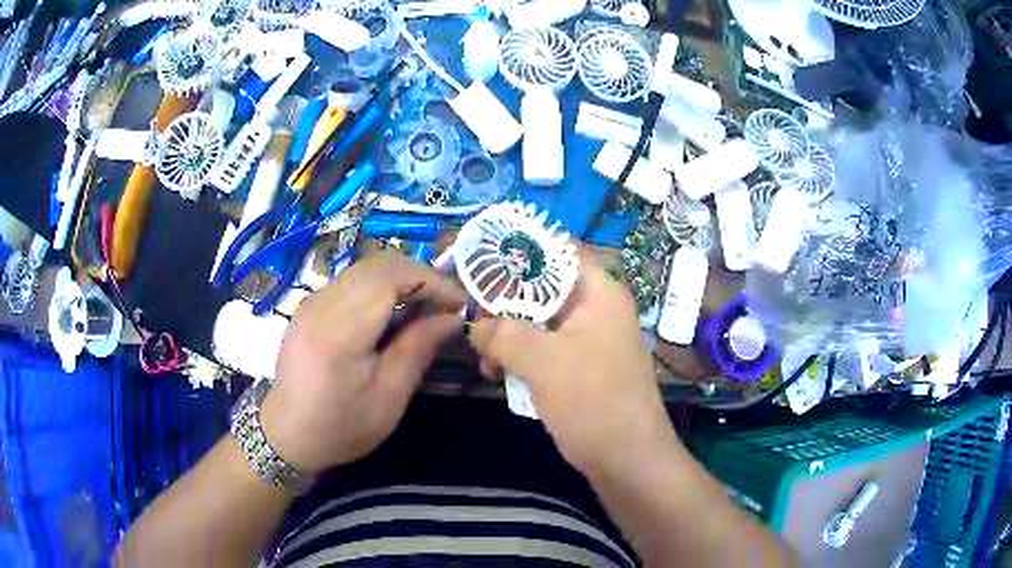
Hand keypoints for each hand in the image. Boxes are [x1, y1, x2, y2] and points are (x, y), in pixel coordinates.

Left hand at [260, 251, 465, 473]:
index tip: (460, 303)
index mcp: (339, 331)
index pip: (391, 276)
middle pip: (379, 264)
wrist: (286, 434)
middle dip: (421, 276)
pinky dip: (382, 286)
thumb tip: (452, 317)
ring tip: (425, 308)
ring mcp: (312, 300)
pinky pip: (353, 280)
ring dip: (402, 279)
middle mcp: (321, 303)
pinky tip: (393, 313)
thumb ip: (418, 350)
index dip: (431, 280)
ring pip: (366, 267)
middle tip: (446, 306)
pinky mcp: (310, 304)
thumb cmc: (340, 427)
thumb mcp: (388, 399)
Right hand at [469, 249, 673, 475]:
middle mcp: (596, 309)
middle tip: (468, 305)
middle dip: (505, 297)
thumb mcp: (543, 362)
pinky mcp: (580, 367)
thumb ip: (503, 333)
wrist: (627, 460)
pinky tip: (496, 370)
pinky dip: (519, 354)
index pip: (559, 249)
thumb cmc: (594, 402)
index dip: (521, 246)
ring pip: (540, 319)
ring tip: (480, 349)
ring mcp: (589, 340)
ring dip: (508, 330)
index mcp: (599, 293)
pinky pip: (544, 347)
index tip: (481, 253)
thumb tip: (475, 323)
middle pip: (544, 285)